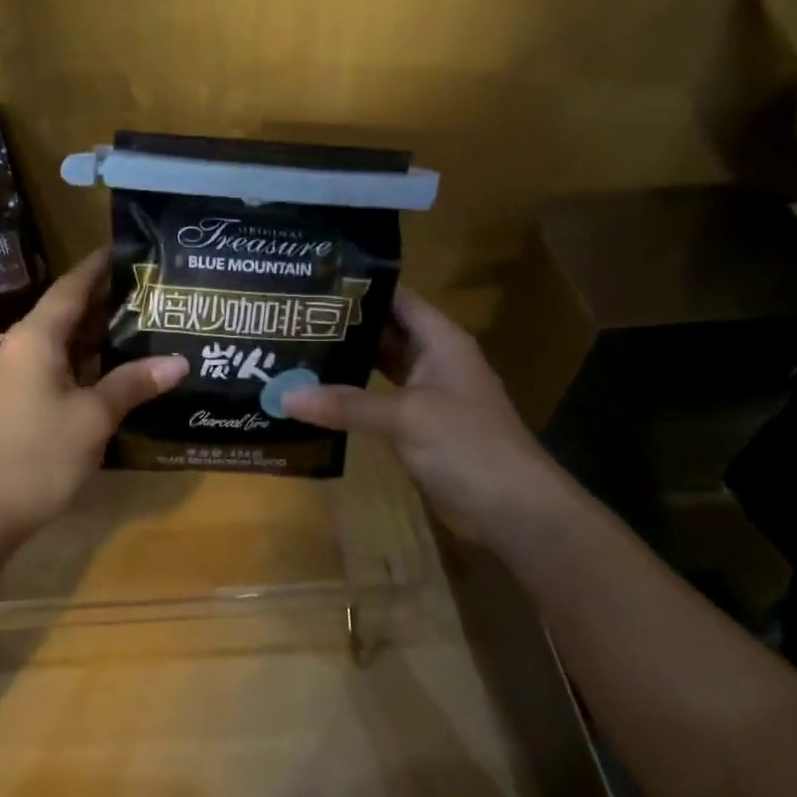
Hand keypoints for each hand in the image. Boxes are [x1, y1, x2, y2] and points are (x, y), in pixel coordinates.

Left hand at [0, 249, 187, 539]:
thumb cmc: (36, 456)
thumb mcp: (92, 418)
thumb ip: (132, 384)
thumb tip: (179, 361)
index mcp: (35, 338)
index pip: (71, 287)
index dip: (99, 266)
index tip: (130, 249)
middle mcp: (23, 348)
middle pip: (67, 312)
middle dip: (108, 300)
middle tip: (154, 291)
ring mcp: (18, 378)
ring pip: (64, 344)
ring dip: (100, 335)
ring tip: (146, 324)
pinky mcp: (20, 405)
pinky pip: (59, 370)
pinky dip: (88, 364)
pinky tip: (118, 371)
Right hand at [281, 288, 556, 527]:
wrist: (512, 510)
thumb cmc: (468, 446)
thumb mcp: (407, 417)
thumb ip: (347, 404)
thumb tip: (284, 395)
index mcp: (441, 342)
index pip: (398, 299)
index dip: (361, 288)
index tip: (312, 286)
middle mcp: (433, 361)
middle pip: (385, 332)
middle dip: (343, 326)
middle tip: (291, 320)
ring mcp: (425, 396)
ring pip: (379, 368)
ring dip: (344, 362)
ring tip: (294, 351)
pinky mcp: (416, 427)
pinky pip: (377, 402)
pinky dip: (350, 398)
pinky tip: (316, 397)